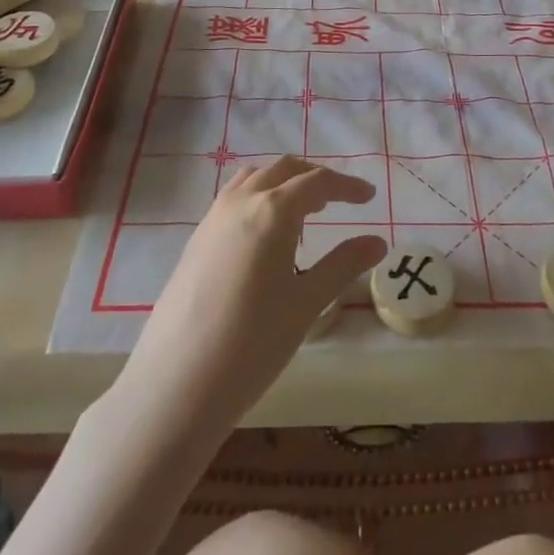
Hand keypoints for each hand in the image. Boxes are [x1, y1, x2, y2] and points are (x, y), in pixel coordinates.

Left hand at [121, 156, 385, 432]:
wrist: (175, 385)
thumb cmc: (251, 344)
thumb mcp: (306, 304)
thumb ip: (343, 265)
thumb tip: (378, 241)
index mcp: (272, 211)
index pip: (317, 182)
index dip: (346, 186)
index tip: (369, 197)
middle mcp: (240, 202)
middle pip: (284, 170)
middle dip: (314, 178)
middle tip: (338, 201)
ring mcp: (212, 219)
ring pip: (254, 179)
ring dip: (282, 184)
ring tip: (301, 215)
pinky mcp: (195, 240)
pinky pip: (233, 199)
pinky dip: (258, 199)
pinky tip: (264, 238)